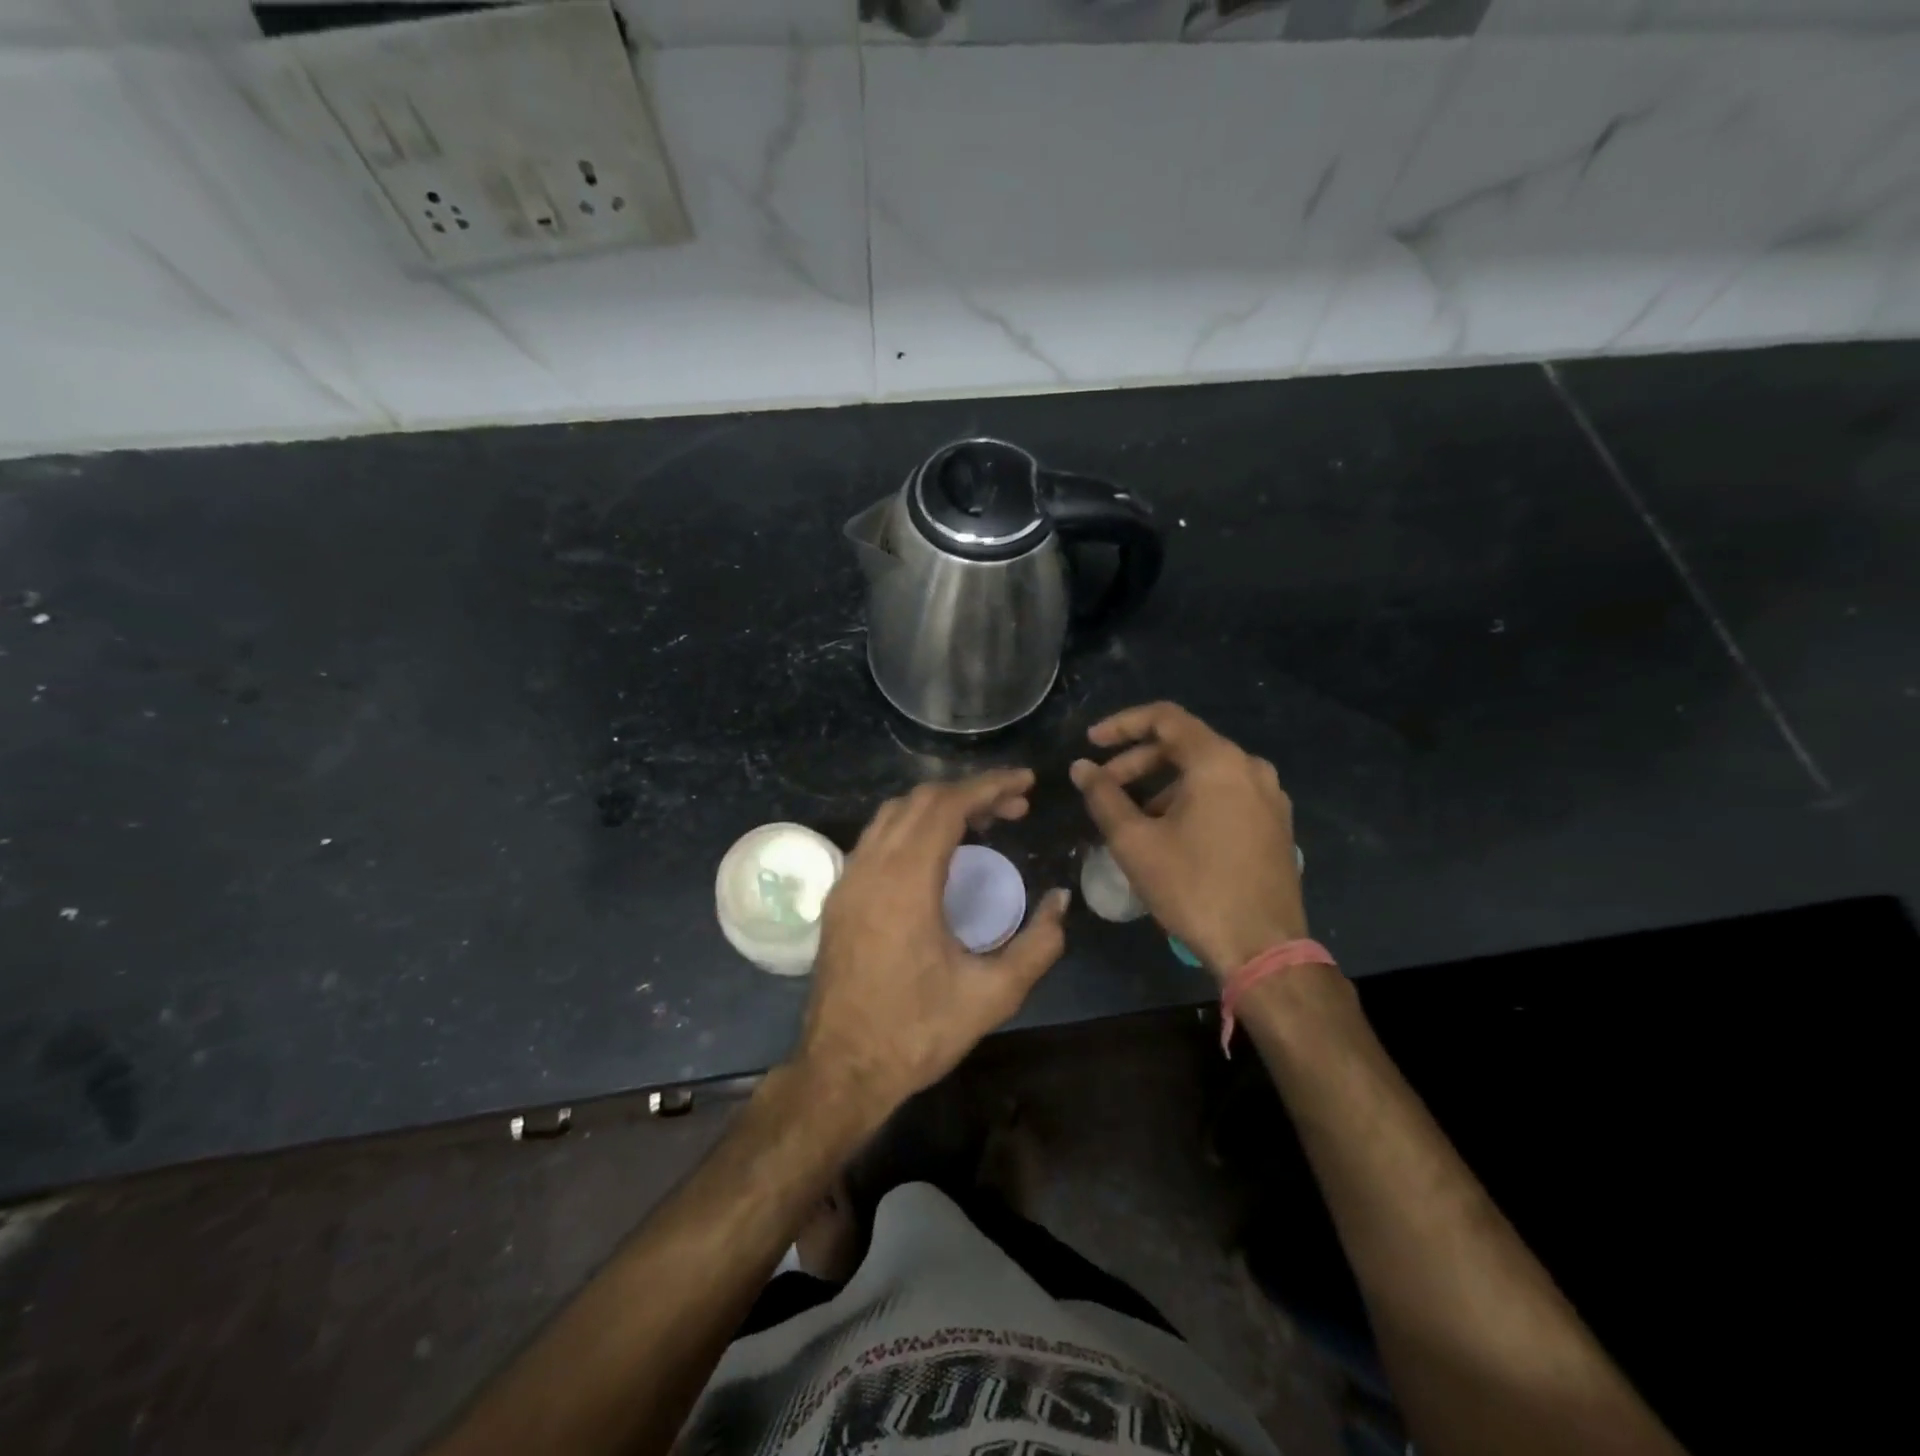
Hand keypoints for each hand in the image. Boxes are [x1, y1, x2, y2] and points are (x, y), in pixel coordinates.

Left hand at [795, 769, 1069, 1122]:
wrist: (841, 1069)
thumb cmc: (917, 1032)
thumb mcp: (992, 995)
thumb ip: (1038, 945)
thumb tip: (1059, 902)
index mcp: (906, 882)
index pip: (947, 806)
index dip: (990, 786)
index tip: (1025, 783)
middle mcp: (871, 867)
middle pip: (920, 800)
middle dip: (970, 792)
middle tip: (1014, 807)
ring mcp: (848, 879)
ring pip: (893, 814)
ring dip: (939, 807)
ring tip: (982, 823)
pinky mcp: (840, 896)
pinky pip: (877, 838)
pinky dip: (912, 827)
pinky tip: (938, 853)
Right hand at [1071, 702, 1305, 980]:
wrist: (1263, 948)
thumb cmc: (1193, 888)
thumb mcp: (1135, 842)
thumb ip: (1103, 797)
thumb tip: (1081, 767)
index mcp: (1218, 762)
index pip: (1164, 718)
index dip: (1121, 725)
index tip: (1091, 743)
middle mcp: (1250, 767)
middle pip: (1185, 745)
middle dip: (1138, 761)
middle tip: (1104, 786)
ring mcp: (1270, 796)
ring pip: (1205, 772)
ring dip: (1162, 784)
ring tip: (1133, 817)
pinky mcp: (1276, 824)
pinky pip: (1226, 794)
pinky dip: (1191, 800)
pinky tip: (1170, 832)